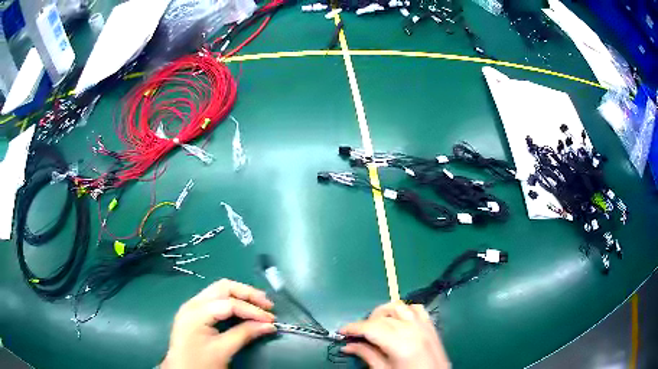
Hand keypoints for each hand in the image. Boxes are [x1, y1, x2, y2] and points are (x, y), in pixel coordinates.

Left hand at [161, 279, 275, 368]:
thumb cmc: (200, 363)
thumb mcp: (223, 350)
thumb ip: (245, 334)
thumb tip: (269, 325)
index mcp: (196, 312)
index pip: (229, 303)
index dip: (252, 310)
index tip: (271, 319)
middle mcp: (192, 303)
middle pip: (223, 287)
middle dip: (247, 294)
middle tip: (267, 305)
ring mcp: (192, 306)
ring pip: (219, 290)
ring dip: (240, 295)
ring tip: (260, 305)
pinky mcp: (194, 312)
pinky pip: (215, 299)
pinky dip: (232, 301)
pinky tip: (243, 309)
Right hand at [339, 301, 450, 368]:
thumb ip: (367, 355)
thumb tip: (347, 346)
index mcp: (400, 344)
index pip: (371, 327)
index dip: (353, 327)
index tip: (341, 331)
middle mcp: (413, 330)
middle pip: (382, 317)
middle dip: (365, 323)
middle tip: (356, 335)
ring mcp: (424, 326)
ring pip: (399, 306)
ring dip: (383, 312)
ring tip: (376, 325)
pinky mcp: (431, 326)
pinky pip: (416, 308)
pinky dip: (404, 310)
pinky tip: (397, 320)